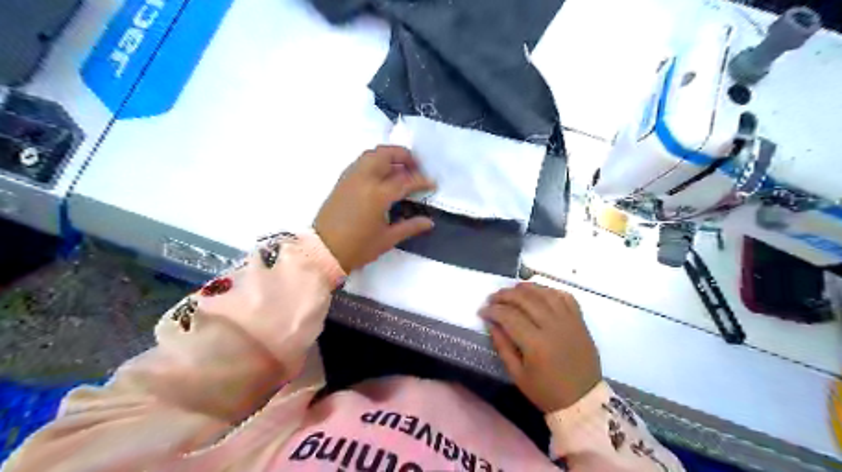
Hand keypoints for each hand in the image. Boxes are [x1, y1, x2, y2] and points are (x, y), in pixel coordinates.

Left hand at [314, 145, 437, 271]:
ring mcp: (350, 178)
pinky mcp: (341, 181)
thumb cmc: (358, 247)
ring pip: (371, 155)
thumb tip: (429, 222)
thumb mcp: (387, 239)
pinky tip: (380, 176)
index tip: (432, 184)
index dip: (421, 180)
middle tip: (415, 168)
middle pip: (386, 155)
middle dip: (404, 156)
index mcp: (378, 195)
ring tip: (399, 169)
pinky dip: (374, 162)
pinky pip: (360, 162)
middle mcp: (364, 180)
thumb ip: (410, 227)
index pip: (405, 180)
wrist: (324, 251)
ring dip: (388, 156)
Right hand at [480, 283, 604, 410]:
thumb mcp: (517, 375)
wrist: (584, 401)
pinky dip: (550, 291)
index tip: (482, 311)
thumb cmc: (547, 392)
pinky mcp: (580, 321)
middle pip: (525, 299)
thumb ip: (502, 347)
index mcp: (536, 344)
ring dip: (526, 288)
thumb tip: (491, 324)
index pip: (509, 316)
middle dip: (505, 295)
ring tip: (512, 290)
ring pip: (545, 293)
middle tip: (493, 298)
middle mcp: (553, 326)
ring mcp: (569, 321)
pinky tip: (539, 293)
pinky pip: (565, 297)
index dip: (492, 310)